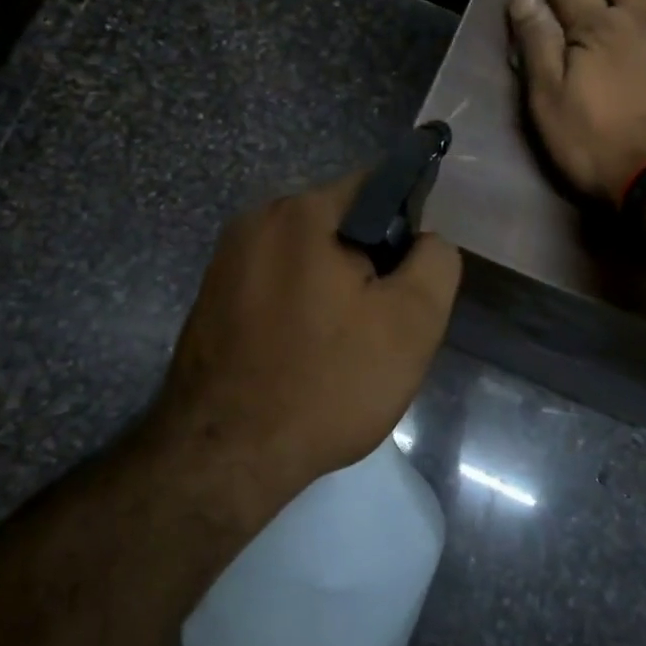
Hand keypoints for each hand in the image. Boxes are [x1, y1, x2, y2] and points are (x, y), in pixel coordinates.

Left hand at [150, 171, 461, 519]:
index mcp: (300, 212)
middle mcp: (255, 222)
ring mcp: (225, 262)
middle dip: (370, 264)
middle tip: (381, 325)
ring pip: (308, 259)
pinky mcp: (209, 300)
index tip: (410, 281)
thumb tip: (426, 241)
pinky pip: (275, 287)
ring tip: (344, 348)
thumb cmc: (326, 383)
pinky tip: (304, 357)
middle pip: (339, 224)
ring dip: (334, 290)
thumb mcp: (411, 323)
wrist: (224, 458)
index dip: (408, 227)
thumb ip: (435, 262)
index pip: (376, 186)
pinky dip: (299, 309)